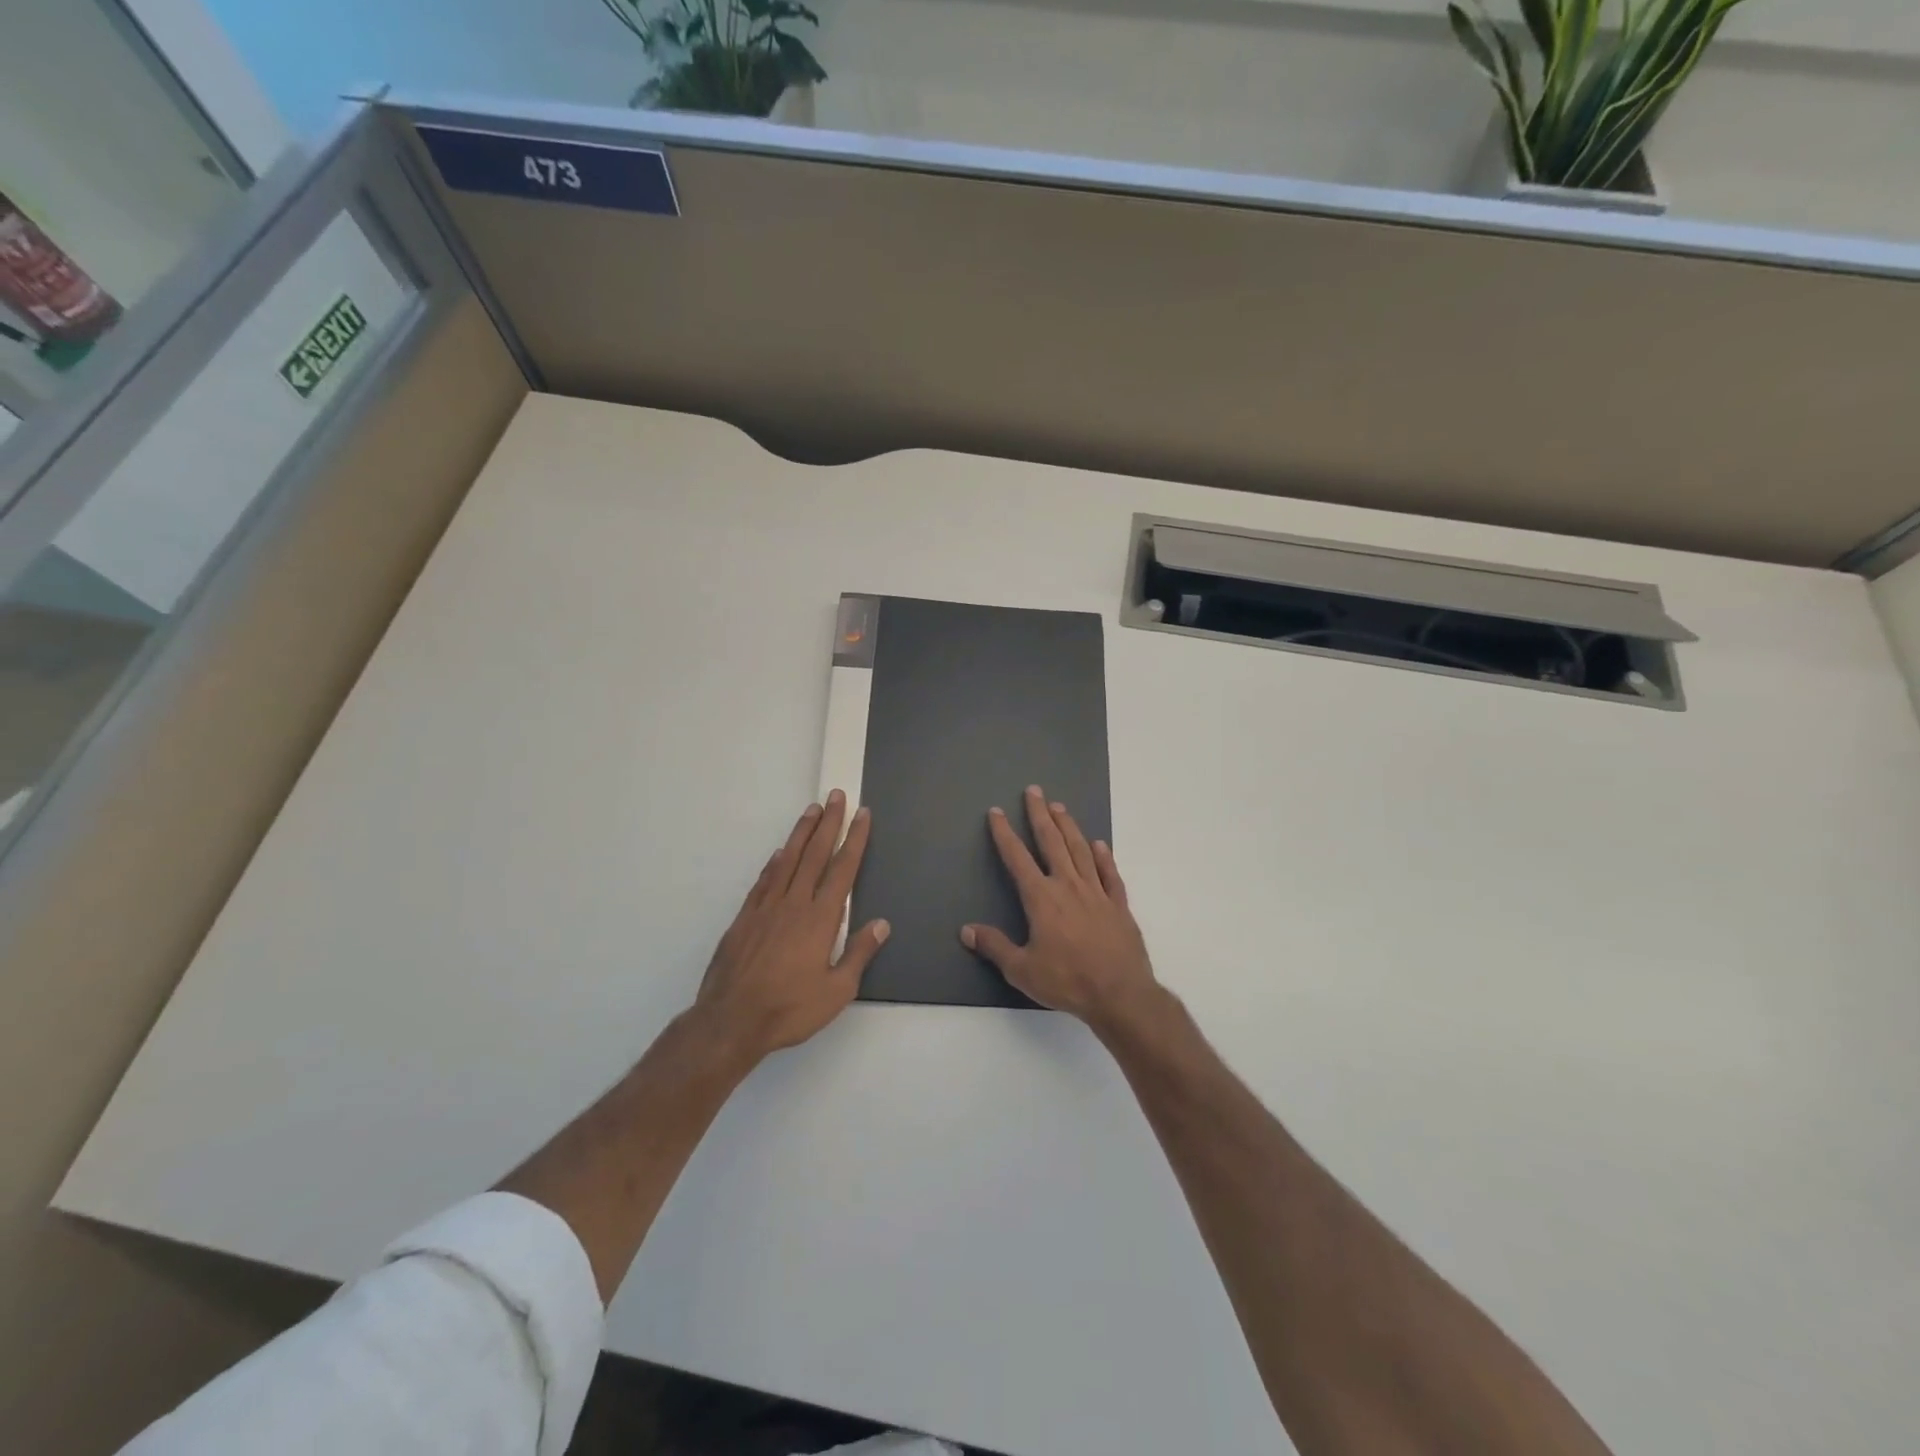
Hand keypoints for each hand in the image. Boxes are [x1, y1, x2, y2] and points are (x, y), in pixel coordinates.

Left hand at [691, 791, 887, 1065]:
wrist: (731, 1021)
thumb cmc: (789, 1009)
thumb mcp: (836, 991)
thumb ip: (859, 954)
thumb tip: (881, 924)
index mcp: (820, 919)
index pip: (843, 870)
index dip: (854, 840)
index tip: (862, 814)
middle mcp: (794, 904)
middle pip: (815, 854)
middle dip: (828, 823)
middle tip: (836, 796)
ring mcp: (766, 908)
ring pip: (787, 860)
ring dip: (801, 833)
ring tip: (811, 810)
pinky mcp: (744, 918)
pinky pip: (764, 880)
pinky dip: (774, 862)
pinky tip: (779, 853)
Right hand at [961, 786, 1159, 1030]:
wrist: (1120, 994)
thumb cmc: (1067, 981)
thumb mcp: (1021, 970)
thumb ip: (994, 946)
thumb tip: (966, 930)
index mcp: (1042, 898)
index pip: (1018, 858)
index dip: (1005, 834)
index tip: (997, 812)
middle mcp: (1068, 886)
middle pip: (1052, 842)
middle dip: (1040, 815)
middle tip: (1034, 791)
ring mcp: (1097, 893)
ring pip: (1080, 850)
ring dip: (1069, 827)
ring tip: (1060, 807)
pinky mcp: (1119, 905)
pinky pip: (1110, 874)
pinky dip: (1103, 857)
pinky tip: (1099, 845)